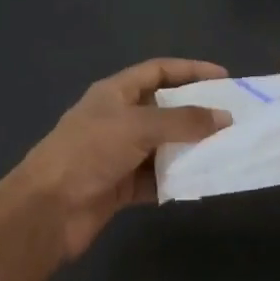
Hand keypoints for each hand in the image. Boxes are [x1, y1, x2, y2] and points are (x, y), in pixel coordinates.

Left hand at [0, 58, 232, 262]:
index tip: (224, 78)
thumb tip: (225, 117)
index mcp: (115, 92)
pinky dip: (177, 179)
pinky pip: (157, 178)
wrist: (47, 210)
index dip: (190, 70)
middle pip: (164, 108)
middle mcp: (118, 119)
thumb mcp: (138, 126)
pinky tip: (201, 182)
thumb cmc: (90, 152)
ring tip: (226, 149)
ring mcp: (119, 154)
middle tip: (232, 117)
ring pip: (163, 145)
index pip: (158, 71)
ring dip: (190, 148)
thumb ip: (183, 121)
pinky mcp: (121, 186)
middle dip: (196, 112)